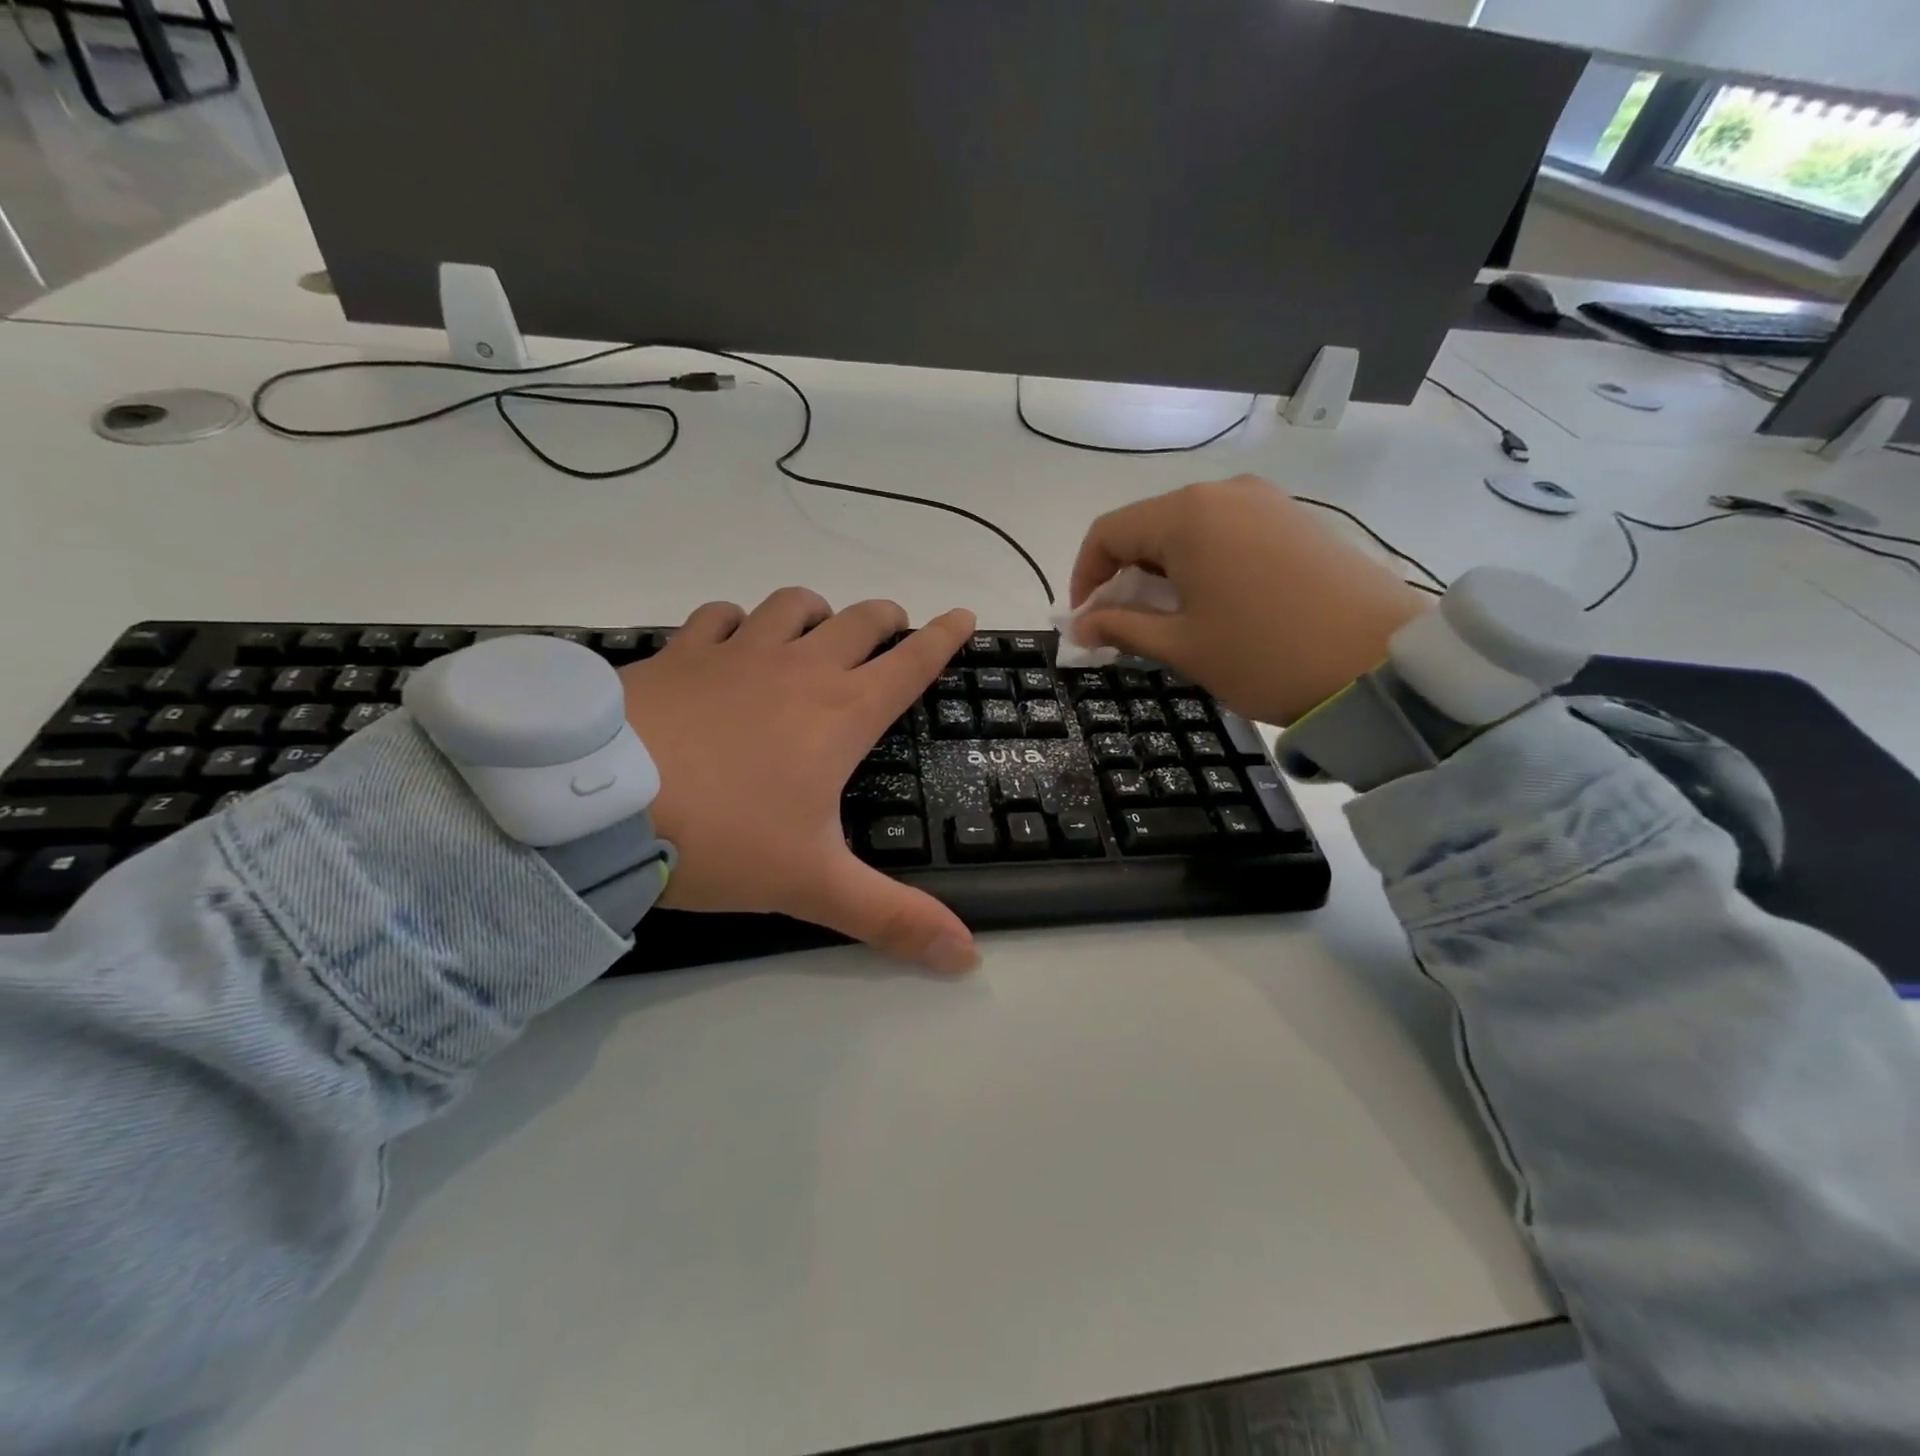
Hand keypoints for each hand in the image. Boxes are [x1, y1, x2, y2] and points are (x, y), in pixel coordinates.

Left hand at [619, 590, 978, 973]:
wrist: (600, 804)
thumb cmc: (722, 838)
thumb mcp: (813, 885)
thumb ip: (892, 918)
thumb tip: (968, 956)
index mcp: (841, 715)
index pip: (911, 664)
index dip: (944, 638)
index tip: (964, 615)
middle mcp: (798, 670)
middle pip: (861, 622)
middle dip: (887, 620)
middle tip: (895, 630)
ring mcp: (737, 653)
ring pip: (794, 606)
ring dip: (818, 613)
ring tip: (820, 630)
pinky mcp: (682, 652)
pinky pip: (722, 617)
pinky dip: (738, 622)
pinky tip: (732, 638)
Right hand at [1071, 476, 1431, 725]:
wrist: (1381, 662)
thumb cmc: (1265, 655)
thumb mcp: (1181, 647)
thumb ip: (1120, 628)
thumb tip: (1079, 626)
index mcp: (1186, 516)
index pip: (1107, 533)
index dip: (1084, 578)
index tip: (1084, 623)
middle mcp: (1223, 493)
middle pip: (1147, 527)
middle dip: (1123, 577)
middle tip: (1123, 629)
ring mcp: (1265, 502)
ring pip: (1187, 531)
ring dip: (1162, 573)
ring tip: (1168, 622)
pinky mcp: (1294, 519)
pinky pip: (1226, 533)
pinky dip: (1201, 565)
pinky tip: (1213, 605)